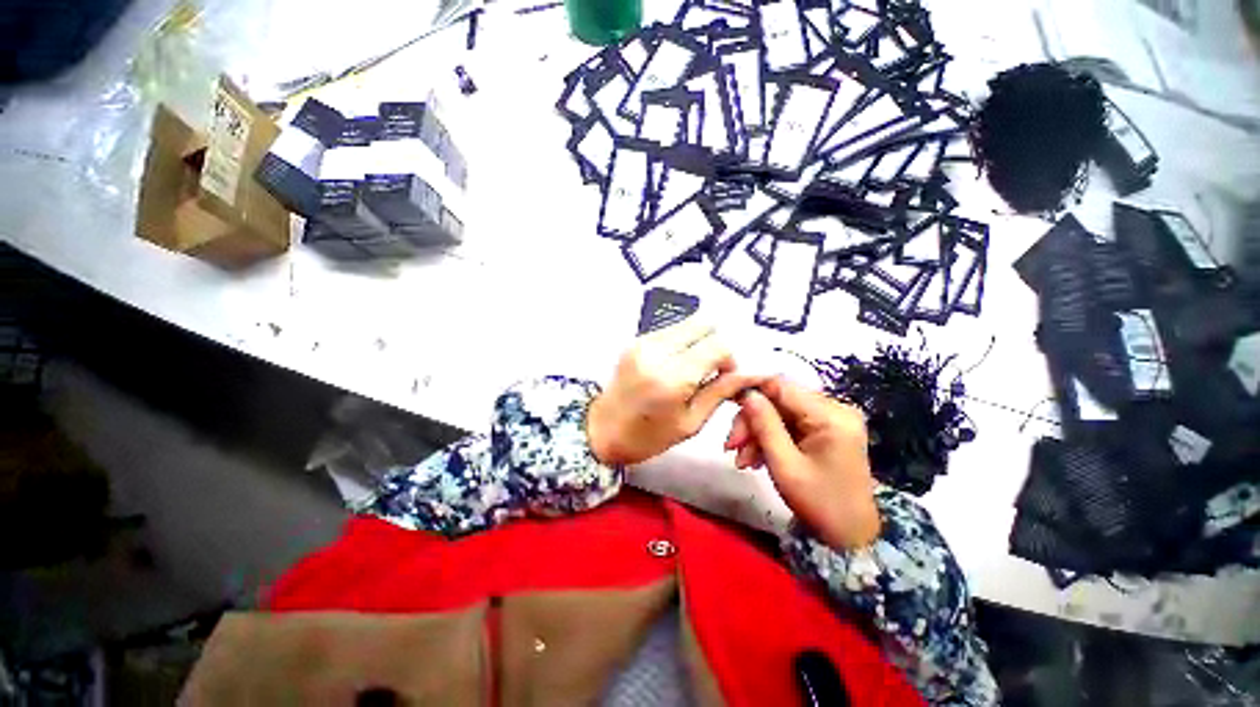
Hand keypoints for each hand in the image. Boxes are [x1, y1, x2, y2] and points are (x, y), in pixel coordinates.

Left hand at [587, 320, 761, 466]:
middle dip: (716, 343)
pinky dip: (683, 342)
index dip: (729, 358)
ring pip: (688, 323)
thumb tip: (752, 372)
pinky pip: (671, 330)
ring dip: (699, 341)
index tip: (725, 377)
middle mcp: (657, 351)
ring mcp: (643, 341)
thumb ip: (721, 392)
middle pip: (704, 323)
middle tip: (711, 369)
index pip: (718, 345)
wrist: (602, 430)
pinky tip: (677, 364)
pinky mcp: (636, 339)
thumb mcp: (691, 422)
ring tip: (693, 368)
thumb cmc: (649, 437)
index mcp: (672, 377)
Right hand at [725, 378, 880, 549]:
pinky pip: (788, 424)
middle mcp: (834, 409)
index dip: (751, 390)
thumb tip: (746, 393)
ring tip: (742, 460)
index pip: (781, 385)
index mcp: (831, 415)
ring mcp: (830, 419)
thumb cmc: (819, 504)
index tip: (726, 404)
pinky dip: (769, 438)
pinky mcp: (825, 429)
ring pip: (779, 412)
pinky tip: (755, 459)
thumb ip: (764, 425)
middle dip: (751, 421)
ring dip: (756, 432)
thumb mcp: (784, 465)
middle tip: (731, 446)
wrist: (850, 536)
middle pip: (778, 400)